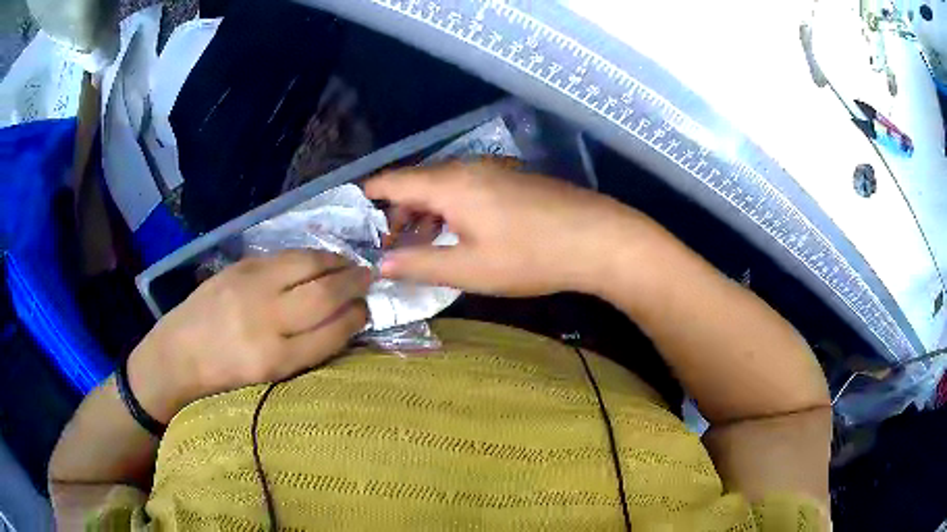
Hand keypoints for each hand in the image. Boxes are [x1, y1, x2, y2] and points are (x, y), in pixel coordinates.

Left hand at [129, 250, 370, 422]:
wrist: (178, 353)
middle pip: (324, 293)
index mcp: (273, 358)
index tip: (367, 311)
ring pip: (308, 264)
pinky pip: (285, 256)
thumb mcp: (269, 377)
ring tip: (349, 264)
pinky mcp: (240, 266)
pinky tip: (317, 259)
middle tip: (370, 278)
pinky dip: (309, 256)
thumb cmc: (226, 376)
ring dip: (336, 261)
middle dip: (355, 283)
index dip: (356, 318)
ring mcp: (250, 286)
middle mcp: (264, 319)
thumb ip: (306, 350)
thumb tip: (343, 320)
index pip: (331, 332)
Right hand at [365, 159, 651, 295]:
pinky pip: (468, 188)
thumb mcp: (470, 268)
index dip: (369, 195)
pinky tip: (459, 233)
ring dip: (426, 212)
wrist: (598, 238)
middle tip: (390, 245)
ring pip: (444, 186)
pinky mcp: (513, 179)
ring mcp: (494, 171)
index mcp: (449, 184)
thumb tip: (382, 264)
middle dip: (398, 212)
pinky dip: (451, 208)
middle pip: (418, 182)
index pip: (393, 181)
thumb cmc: (531, 256)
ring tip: (421, 245)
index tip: (351, 211)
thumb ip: (421, 264)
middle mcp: (467, 168)